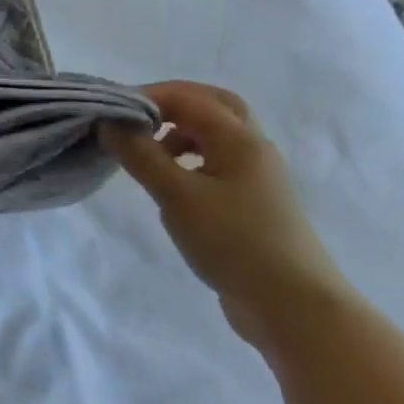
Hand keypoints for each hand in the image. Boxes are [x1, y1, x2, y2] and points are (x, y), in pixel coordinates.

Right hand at [102, 80, 351, 347]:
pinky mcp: (254, 205)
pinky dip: (191, 160)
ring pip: (218, 136)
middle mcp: (254, 150)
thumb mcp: (176, 195)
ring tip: (148, 154)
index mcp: (240, 140)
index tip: (111, 112)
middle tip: (136, 118)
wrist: (293, 306)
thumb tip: (109, 122)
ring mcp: (258, 178)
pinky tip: (172, 185)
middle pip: (214, 106)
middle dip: (172, 104)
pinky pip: (219, 164)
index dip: (148, 96)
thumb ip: (140, 155)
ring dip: (181, 133)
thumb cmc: (233, 241)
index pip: (189, 97)